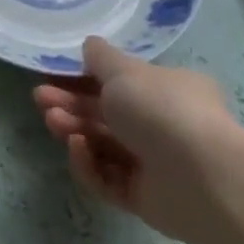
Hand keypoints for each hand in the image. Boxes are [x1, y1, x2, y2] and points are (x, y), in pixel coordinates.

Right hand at [33, 37, 243, 242]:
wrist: (203, 178)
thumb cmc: (162, 109)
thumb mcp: (125, 70)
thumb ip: (101, 58)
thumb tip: (90, 45)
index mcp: (167, 90)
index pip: (119, 83)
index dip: (83, 78)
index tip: (52, 76)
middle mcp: (163, 125)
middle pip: (105, 114)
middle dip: (70, 105)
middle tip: (41, 100)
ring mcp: (154, 163)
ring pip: (102, 145)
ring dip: (74, 130)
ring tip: (53, 122)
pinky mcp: (144, 198)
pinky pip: (107, 179)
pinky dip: (89, 164)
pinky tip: (77, 149)